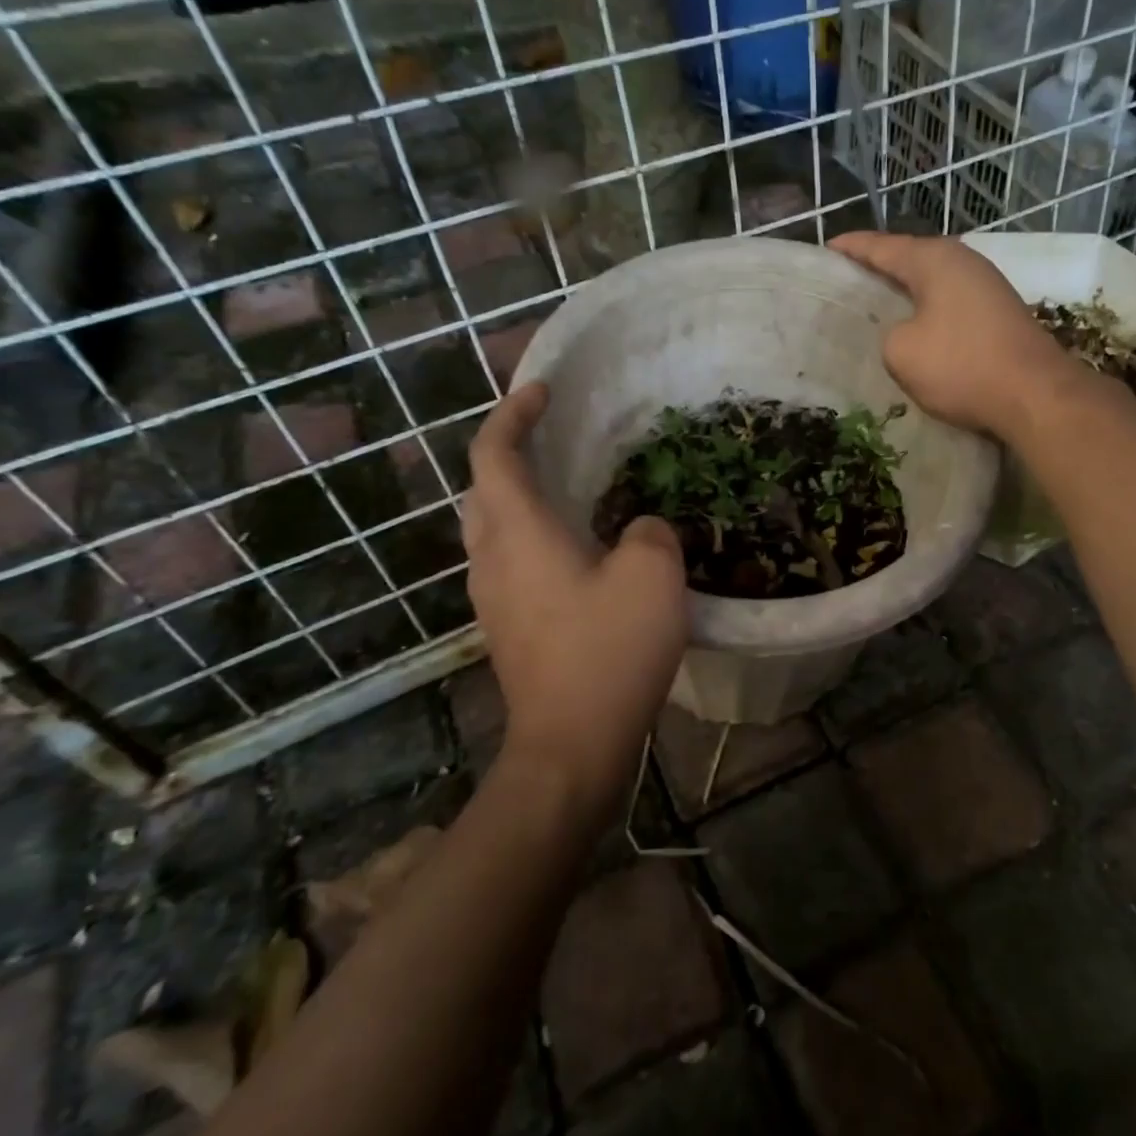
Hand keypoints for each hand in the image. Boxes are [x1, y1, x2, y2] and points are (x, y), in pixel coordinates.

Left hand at [462, 384, 687, 810]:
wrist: (572, 744)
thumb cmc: (609, 651)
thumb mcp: (652, 576)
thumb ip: (650, 533)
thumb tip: (640, 530)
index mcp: (518, 533)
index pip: (494, 453)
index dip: (513, 413)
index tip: (542, 390)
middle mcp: (492, 558)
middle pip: (483, 488)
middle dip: (510, 453)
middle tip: (554, 438)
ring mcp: (493, 597)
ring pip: (493, 528)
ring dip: (520, 497)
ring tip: (569, 489)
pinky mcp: (508, 627)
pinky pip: (510, 561)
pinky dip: (532, 536)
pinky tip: (577, 551)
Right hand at [830, 231, 1083, 439]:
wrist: (1034, 395)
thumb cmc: (961, 366)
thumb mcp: (901, 351)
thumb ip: (888, 332)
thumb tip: (904, 332)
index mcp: (934, 259)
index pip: (880, 246)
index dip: (850, 248)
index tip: (825, 247)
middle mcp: (963, 261)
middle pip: (909, 258)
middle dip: (878, 268)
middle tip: (845, 280)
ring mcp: (986, 286)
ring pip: (932, 282)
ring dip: (905, 291)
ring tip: (875, 304)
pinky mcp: (999, 313)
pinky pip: (949, 303)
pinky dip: (927, 310)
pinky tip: (915, 327)